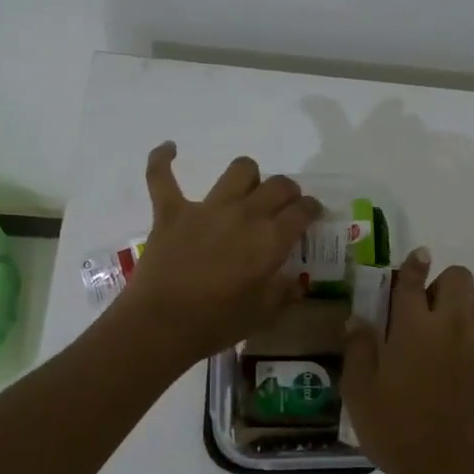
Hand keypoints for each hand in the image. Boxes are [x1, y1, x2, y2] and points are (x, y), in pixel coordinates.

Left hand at [120, 143, 322, 362]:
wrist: (161, 324)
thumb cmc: (217, 323)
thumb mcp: (262, 314)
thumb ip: (283, 293)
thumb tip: (297, 282)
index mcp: (270, 239)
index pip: (303, 211)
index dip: (312, 210)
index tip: (312, 215)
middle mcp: (244, 214)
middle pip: (278, 185)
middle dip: (288, 192)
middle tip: (284, 206)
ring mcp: (206, 208)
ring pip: (239, 170)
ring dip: (249, 175)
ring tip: (246, 189)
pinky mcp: (171, 212)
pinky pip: (162, 177)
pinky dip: (163, 159)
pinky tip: (169, 149)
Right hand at [341, 251, 473, 473]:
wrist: (450, 472)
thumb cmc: (395, 430)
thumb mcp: (359, 392)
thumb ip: (358, 349)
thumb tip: (357, 320)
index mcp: (413, 328)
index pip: (414, 281)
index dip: (414, 265)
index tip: (416, 257)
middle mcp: (450, 328)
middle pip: (460, 278)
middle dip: (444, 281)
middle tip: (425, 305)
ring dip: (467, 301)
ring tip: (447, 324)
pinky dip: (473, 335)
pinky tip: (456, 362)